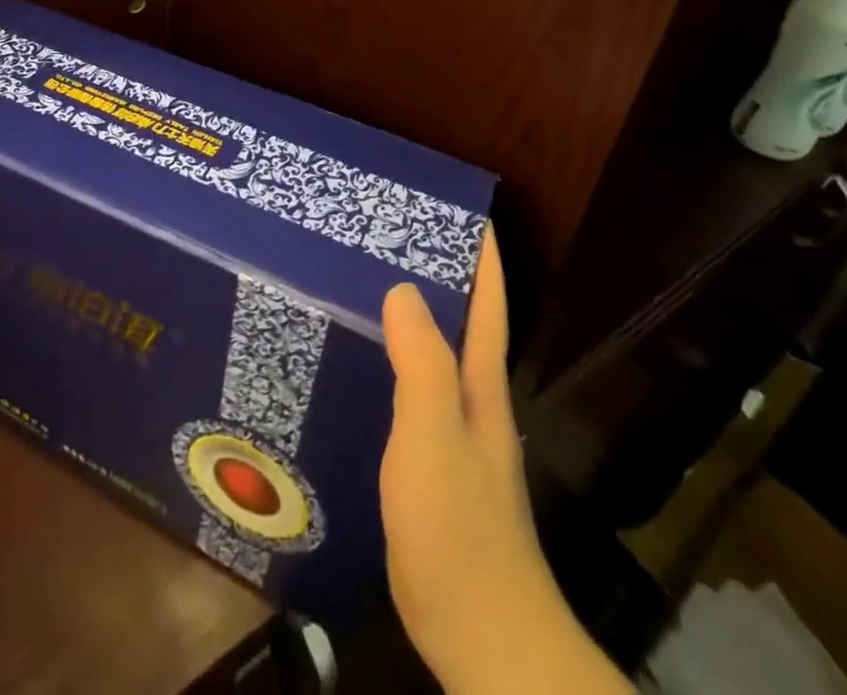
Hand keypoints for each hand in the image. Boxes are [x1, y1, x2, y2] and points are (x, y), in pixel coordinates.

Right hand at [381, 225, 627, 693]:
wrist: (480, 634)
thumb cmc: (457, 526)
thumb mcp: (433, 436)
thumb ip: (422, 364)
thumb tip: (404, 288)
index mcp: (479, 386)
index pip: (487, 306)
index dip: (482, 258)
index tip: (463, 212)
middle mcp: (471, 402)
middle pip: (461, 323)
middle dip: (438, 273)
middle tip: (388, 234)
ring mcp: (453, 437)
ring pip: (434, 355)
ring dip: (412, 316)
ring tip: (364, 282)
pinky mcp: (429, 467)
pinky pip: (411, 391)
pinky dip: (392, 361)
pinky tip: (359, 361)